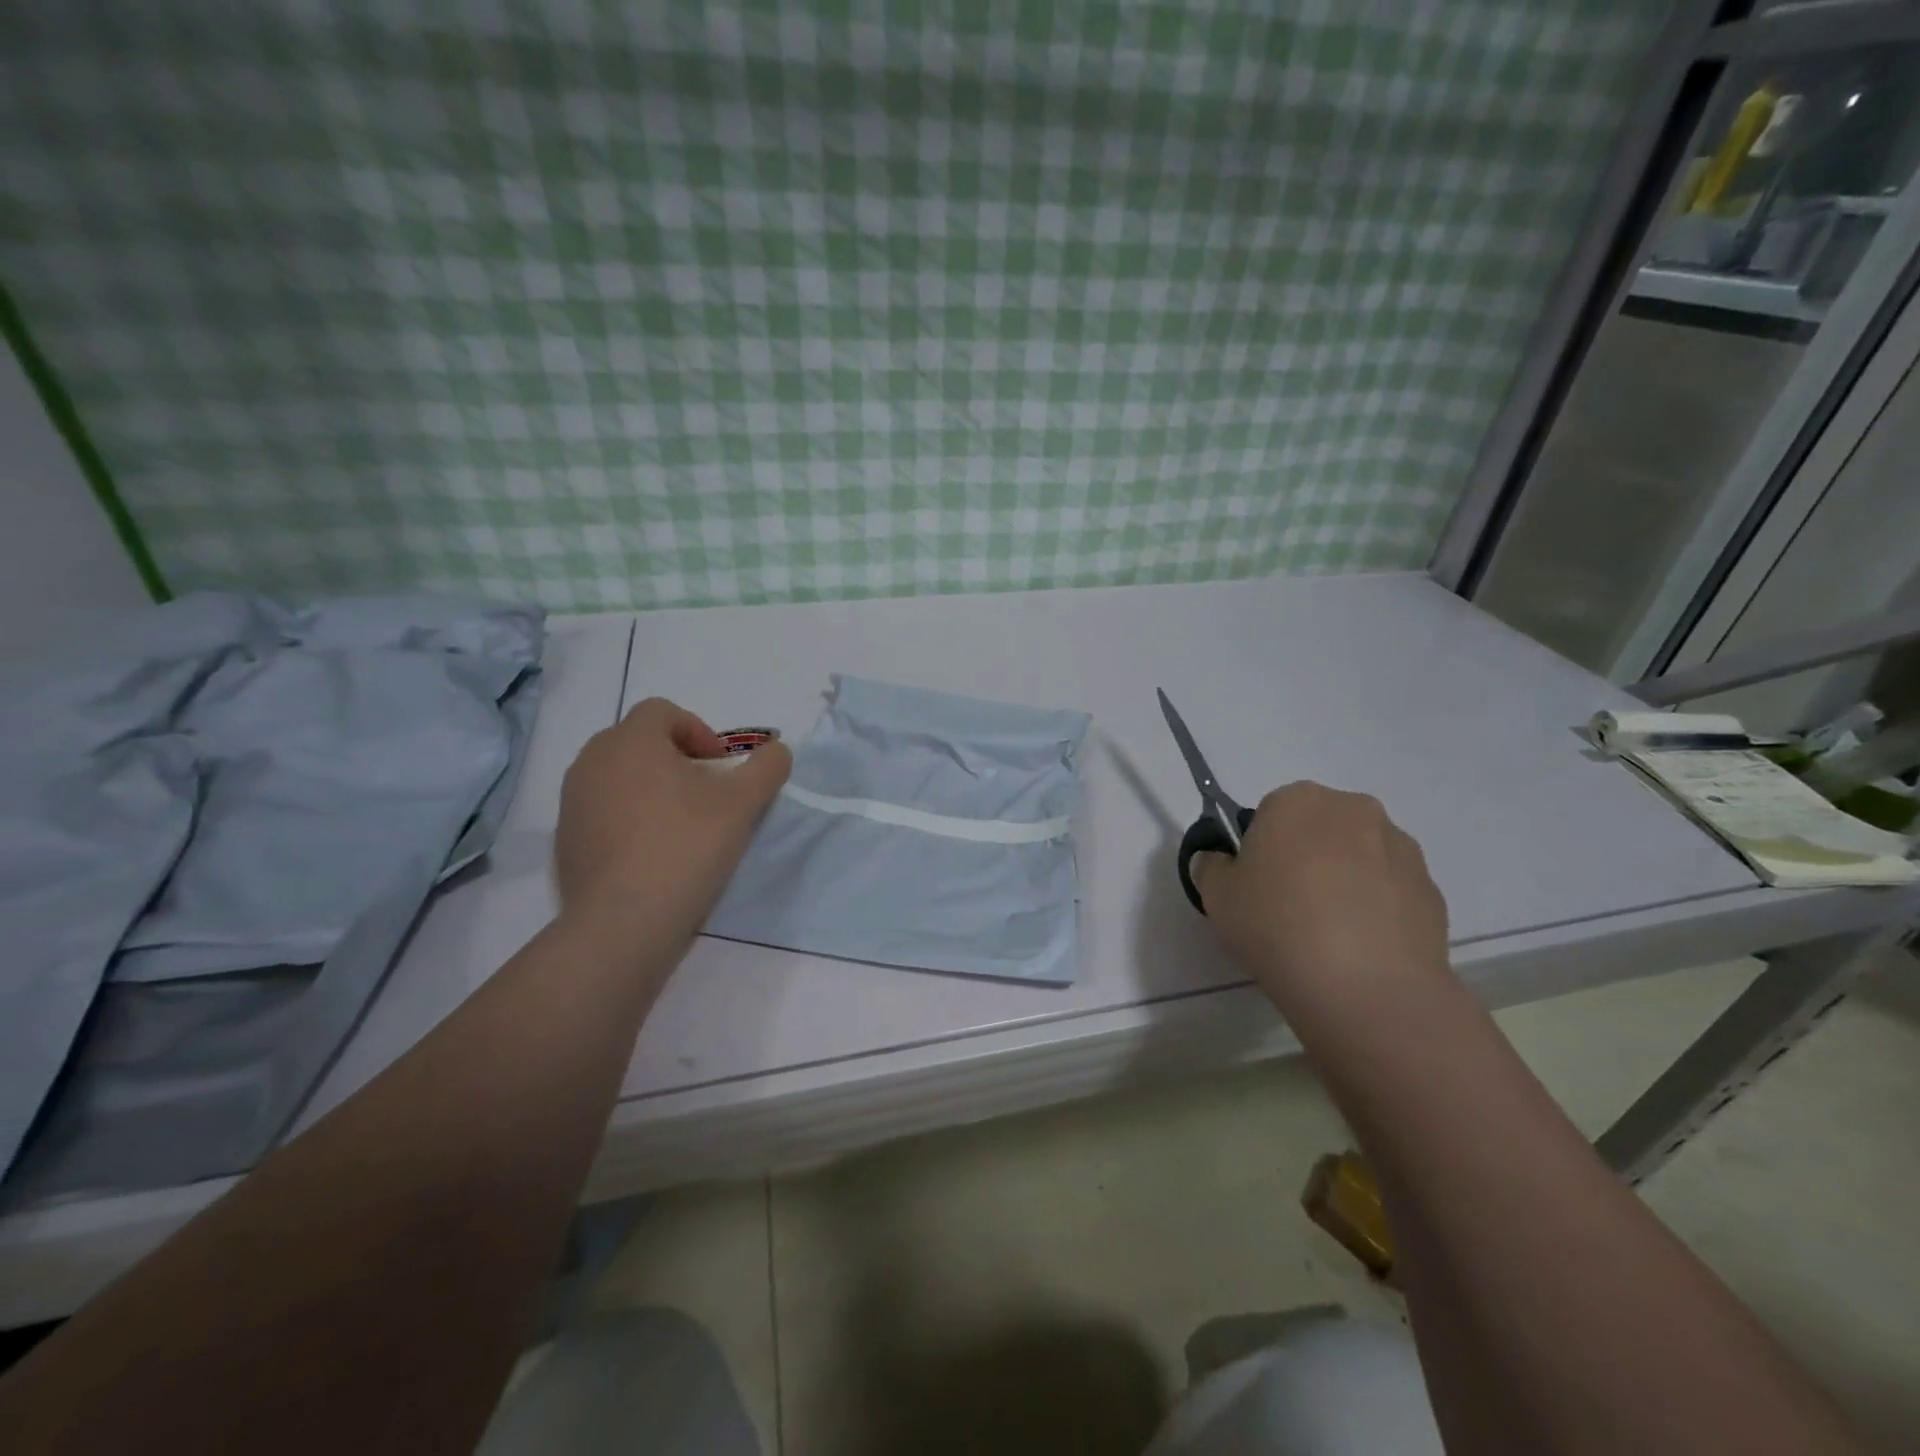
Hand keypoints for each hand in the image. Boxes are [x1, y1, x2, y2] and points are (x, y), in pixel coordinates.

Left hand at [556, 698, 791, 931]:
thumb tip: (777, 751)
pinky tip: (653, 852)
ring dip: (651, 785)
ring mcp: (573, 801)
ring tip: (680, 822)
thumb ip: (767, 768)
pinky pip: (602, 809)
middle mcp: (592, 761)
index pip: (662, 711)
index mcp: (630, 741)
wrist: (624, 922)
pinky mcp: (566, 838)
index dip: (698, 731)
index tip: (719, 767)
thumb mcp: (743, 804)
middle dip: (675, 757)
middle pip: (638, 740)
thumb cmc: (686, 847)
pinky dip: (628, 816)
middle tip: (704, 791)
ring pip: (618, 775)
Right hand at [1193, 782, 1449, 1016]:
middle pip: (1318, 828)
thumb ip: (1212, 866)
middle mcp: (1353, 809)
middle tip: (1287, 908)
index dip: (1259, 850)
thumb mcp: (1216, 895)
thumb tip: (1222, 862)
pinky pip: (1390, 891)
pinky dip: (1376, 910)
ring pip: (1358, 857)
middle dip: (1305, 857)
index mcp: (1297, 800)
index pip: (1269, 813)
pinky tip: (1360, 949)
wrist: (1365, 988)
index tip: (1256, 887)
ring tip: (1329, 935)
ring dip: (1344, 880)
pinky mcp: (1431, 889)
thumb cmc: (1276, 926)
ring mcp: (1400, 848)